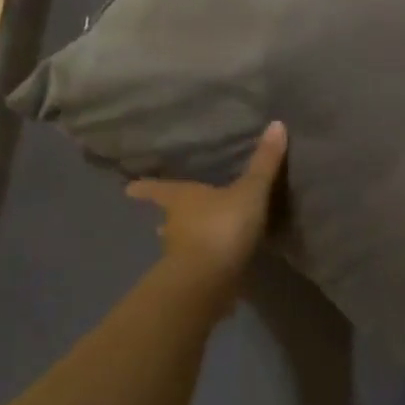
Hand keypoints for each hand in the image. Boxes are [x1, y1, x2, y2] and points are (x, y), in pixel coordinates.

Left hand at [126, 122, 287, 294]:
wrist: (209, 280)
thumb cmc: (223, 226)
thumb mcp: (250, 191)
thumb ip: (263, 163)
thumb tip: (276, 124)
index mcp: (181, 200)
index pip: (159, 190)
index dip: (145, 188)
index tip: (128, 189)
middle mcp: (174, 226)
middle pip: (167, 219)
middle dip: (168, 218)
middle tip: (166, 217)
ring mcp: (180, 256)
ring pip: (180, 244)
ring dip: (186, 242)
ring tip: (196, 241)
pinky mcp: (192, 281)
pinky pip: (199, 266)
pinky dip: (205, 264)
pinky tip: (218, 267)